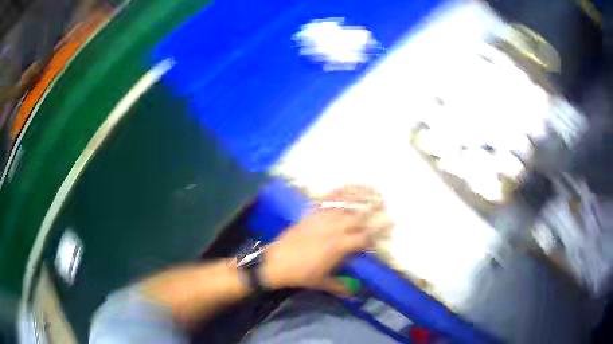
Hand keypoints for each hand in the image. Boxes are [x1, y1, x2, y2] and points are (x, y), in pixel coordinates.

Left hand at [261, 185, 391, 296]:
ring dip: (361, 195)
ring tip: (373, 189)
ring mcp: (323, 218)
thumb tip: (355, 293)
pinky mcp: (312, 213)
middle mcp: (335, 229)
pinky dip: (340, 190)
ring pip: (346, 203)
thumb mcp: (322, 282)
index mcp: (340, 247)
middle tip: (386, 202)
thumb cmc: (301, 274)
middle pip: (359, 216)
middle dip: (374, 208)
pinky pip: (328, 198)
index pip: (365, 236)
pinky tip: (348, 185)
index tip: (391, 223)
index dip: (379, 230)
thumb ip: (340, 286)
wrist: (276, 262)